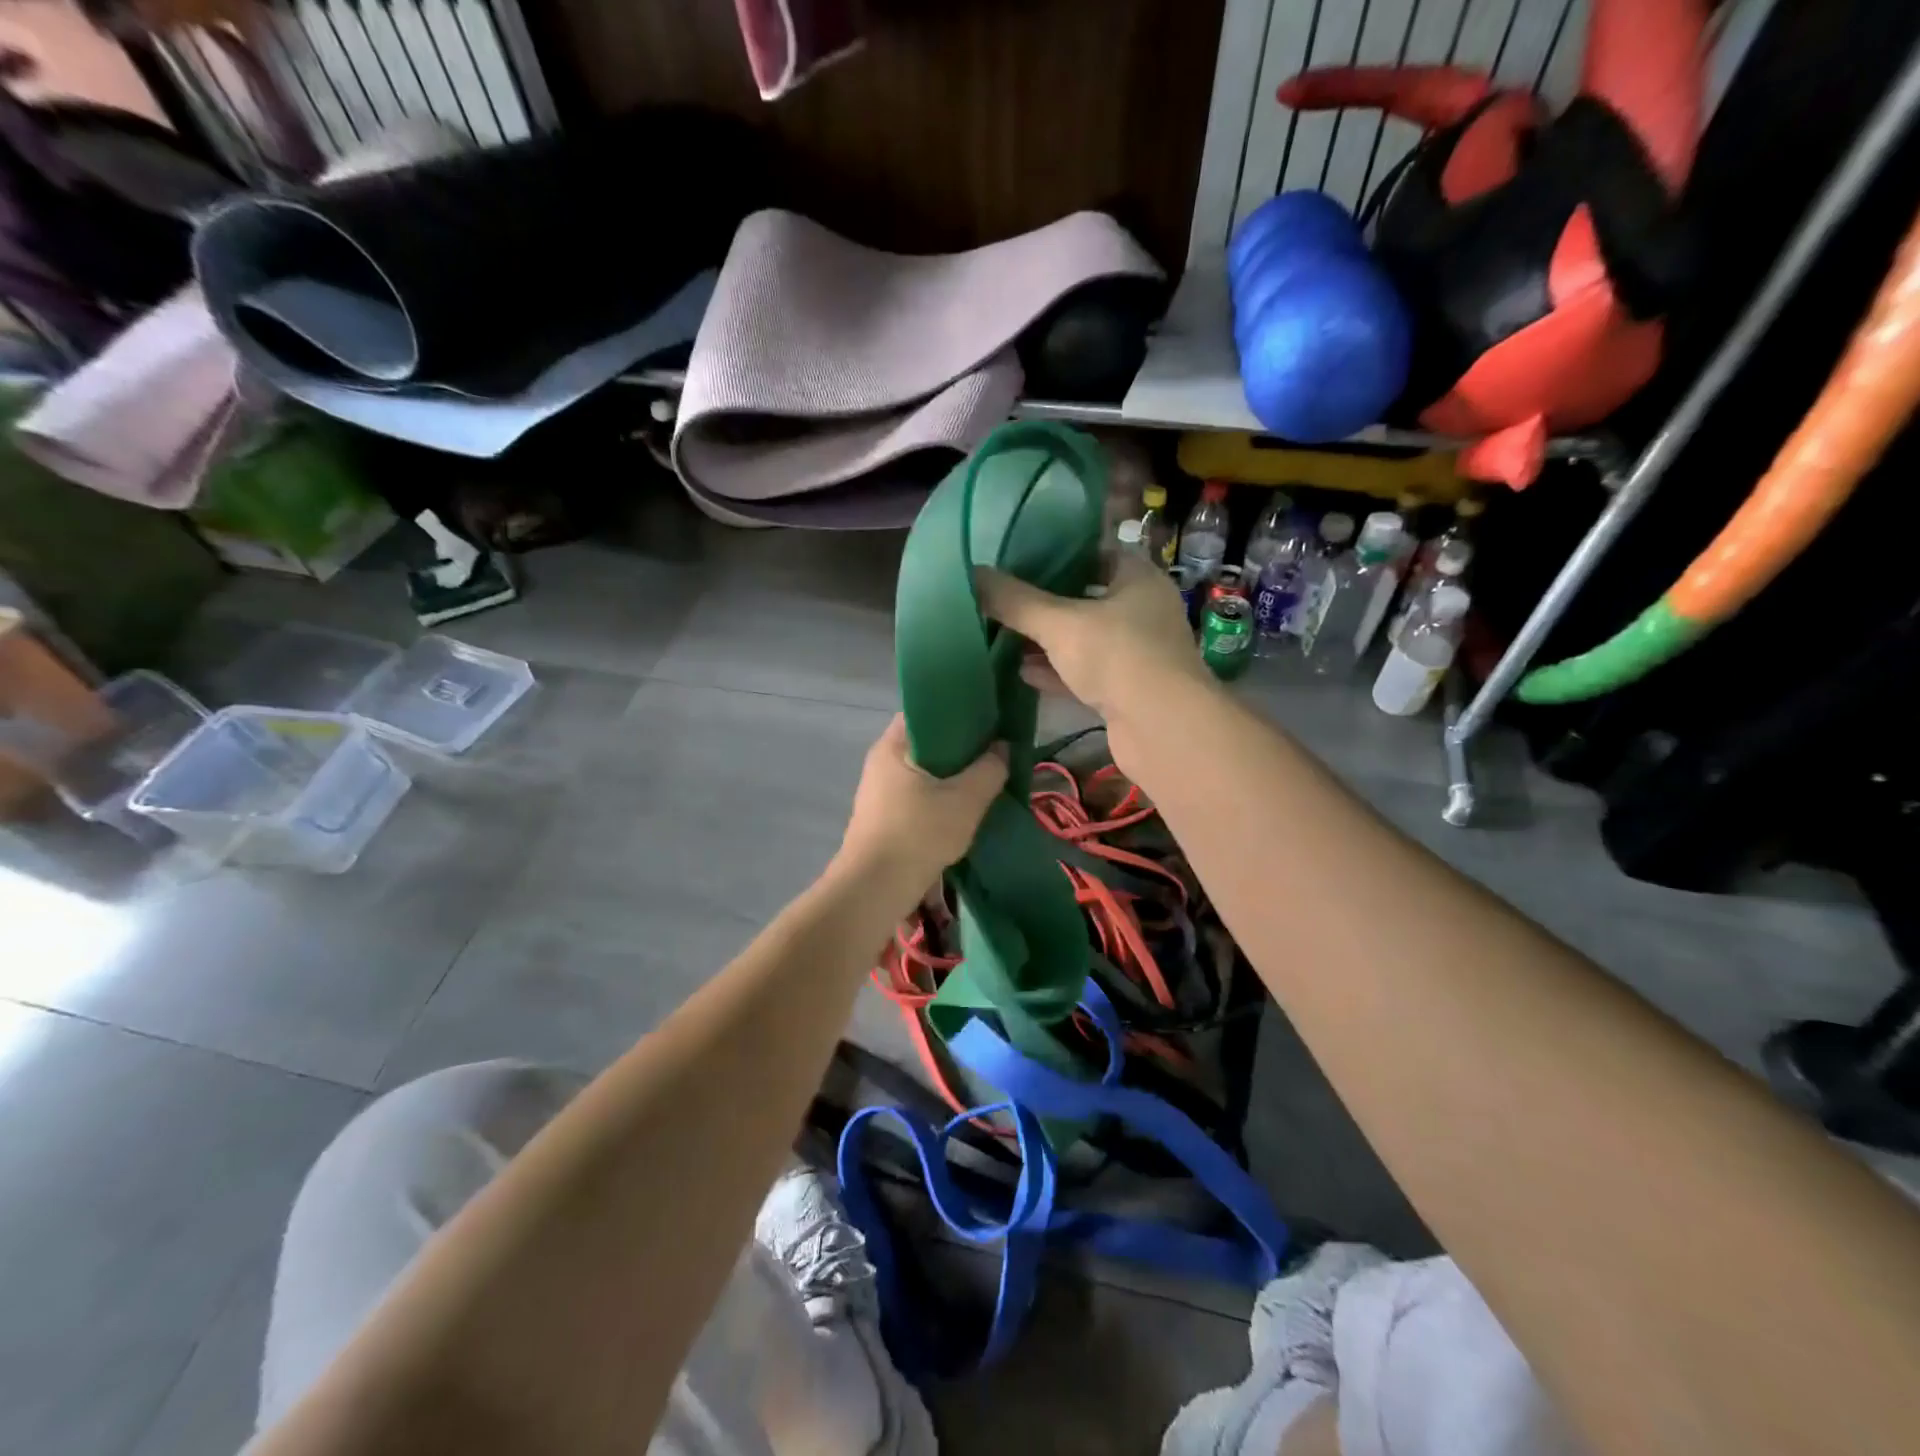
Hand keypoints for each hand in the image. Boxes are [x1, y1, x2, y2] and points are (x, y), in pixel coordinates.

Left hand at [838, 716, 1007, 889]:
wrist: (874, 889)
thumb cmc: (918, 834)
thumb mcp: (965, 800)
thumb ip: (990, 769)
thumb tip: (1004, 747)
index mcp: (893, 745)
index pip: (926, 709)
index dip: (958, 709)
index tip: (988, 717)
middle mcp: (881, 761)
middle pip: (927, 741)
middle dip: (961, 745)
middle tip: (994, 749)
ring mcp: (879, 791)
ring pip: (924, 771)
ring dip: (952, 775)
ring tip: (986, 777)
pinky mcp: (883, 817)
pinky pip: (917, 794)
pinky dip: (940, 796)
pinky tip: (964, 806)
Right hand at [975, 553, 1211, 723]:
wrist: (1163, 728)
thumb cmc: (1117, 656)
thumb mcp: (1059, 623)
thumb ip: (1015, 601)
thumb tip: (971, 573)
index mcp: (1137, 579)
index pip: (1094, 553)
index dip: (1056, 554)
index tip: (1017, 560)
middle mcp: (1141, 611)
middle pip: (1085, 598)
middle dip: (1044, 602)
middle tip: (1002, 599)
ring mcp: (1136, 654)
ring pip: (1083, 640)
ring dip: (1047, 641)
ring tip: (1003, 636)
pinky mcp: (1127, 691)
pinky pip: (1085, 673)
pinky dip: (1056, 672)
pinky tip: (1021, 672)